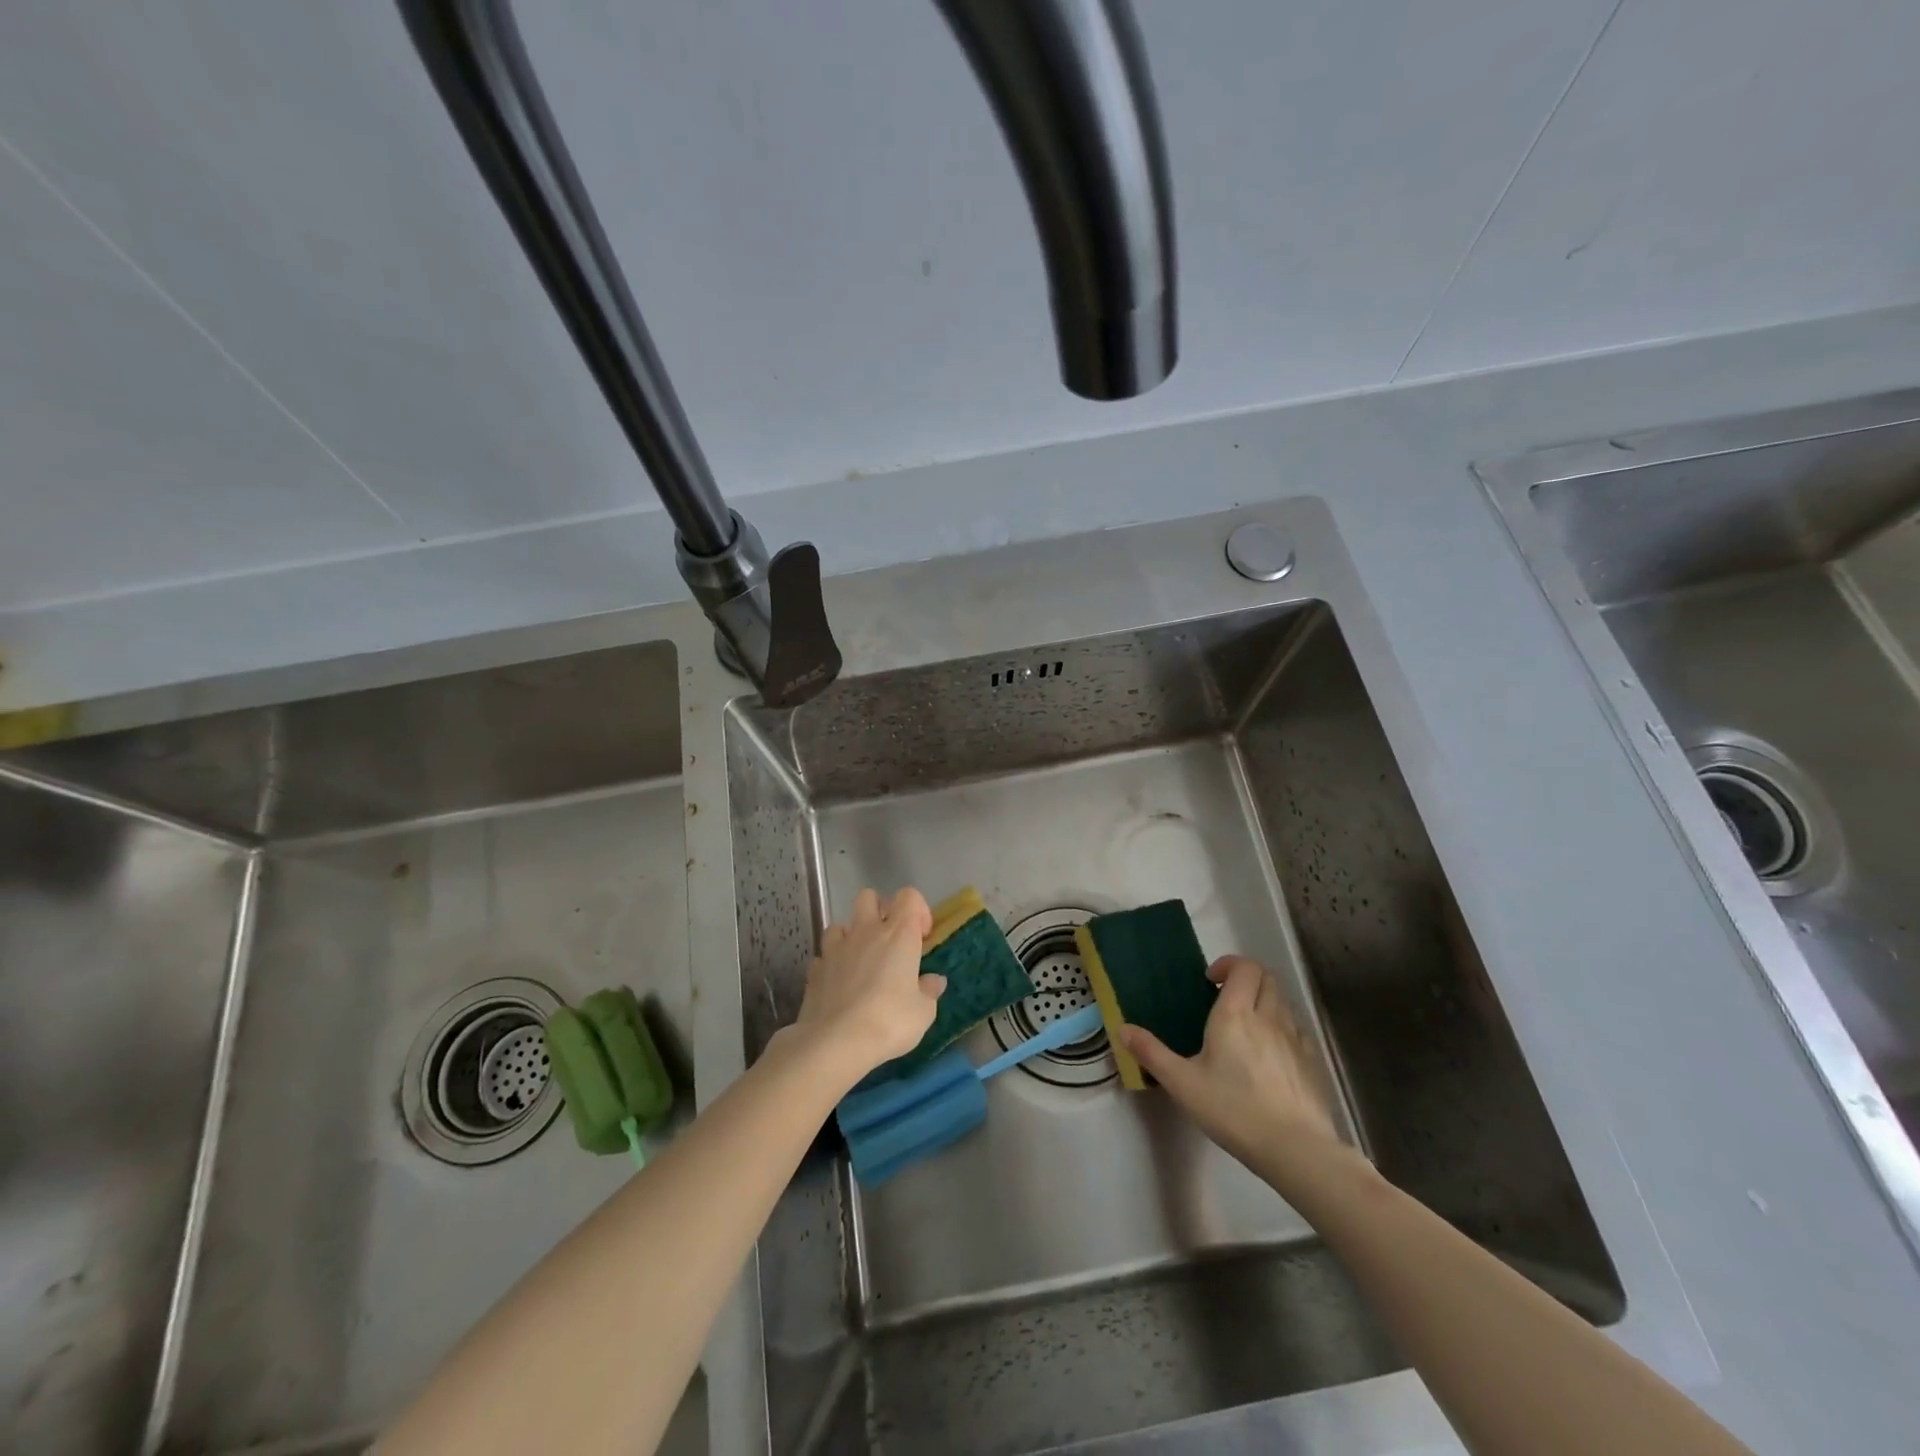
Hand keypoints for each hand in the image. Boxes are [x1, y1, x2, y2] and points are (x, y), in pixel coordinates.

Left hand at [790, 887, 942, 1081]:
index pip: (909, 896)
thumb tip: (934, 981)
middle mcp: (866, 932)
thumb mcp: (923, 1012)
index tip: (922, 936)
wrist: (835, 1042)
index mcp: (898, 934)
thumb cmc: (889, 1021)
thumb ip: (929, 991)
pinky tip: (839, 985)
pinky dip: (833, 964)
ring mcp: (836, 948)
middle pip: (869, 897)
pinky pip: (824, 955)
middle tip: (890, 940)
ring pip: (841, 924)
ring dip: (851, 937)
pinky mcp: (815, 969)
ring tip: (861, 962)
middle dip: (880, 910)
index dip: (918, 909)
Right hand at [1120, 956, 1342, 1171]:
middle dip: (1247, 978)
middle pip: (1267, 978)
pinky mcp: (1311, 1062)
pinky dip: (1282, 1027)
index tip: (1210, 981)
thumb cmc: (1233, 1110)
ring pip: (1283, 1002)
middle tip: (1226, 997)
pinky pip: (1296, 1029)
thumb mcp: (1182, 1083)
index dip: (1229, 964)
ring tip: (1246, 1025)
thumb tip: (1122, 1029)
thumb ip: (1151, 1053)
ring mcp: (1295, 1039)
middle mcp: (1269, 1017)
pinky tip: (1270, 1054)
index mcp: (1235, 1014)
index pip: (1244, 967)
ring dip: (1265, 1001)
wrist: (1295, 1149)